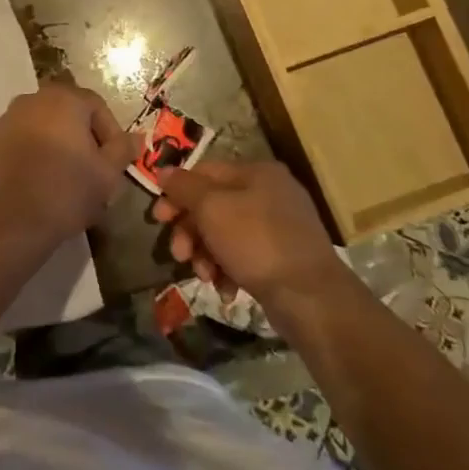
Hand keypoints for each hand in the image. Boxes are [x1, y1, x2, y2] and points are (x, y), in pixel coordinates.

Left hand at [0, 83, 135, 240]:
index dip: (110, 133)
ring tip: (63, 179)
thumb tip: (137, 136)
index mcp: (63, 99)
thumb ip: (123, 149)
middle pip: (66, 114)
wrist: (11, 222)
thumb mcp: (108, 173)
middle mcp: (30, 100)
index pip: (96, 106)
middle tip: (91, 170)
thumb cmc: (67, 191)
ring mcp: (4, 121)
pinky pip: (17, 144)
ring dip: (54, 146)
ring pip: (40, 128)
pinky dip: (29, 156)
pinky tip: (36, 183)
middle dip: (81, 138)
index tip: (114, 162)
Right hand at [153, 160, 343, 305]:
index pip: (204, 172)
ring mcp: (279, 226)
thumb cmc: (257, 242)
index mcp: (256, 172)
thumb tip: (163, 171)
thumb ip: (184, 188)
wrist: (310, 298)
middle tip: (179, 255)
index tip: (158, 219)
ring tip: (204, 276)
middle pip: (213, 204)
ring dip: (206, 253)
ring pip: (225, 232)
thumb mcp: (212, 208)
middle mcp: (270, 192)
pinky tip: (225, 288)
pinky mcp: (283, 257)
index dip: (176, 193)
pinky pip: (244, 255)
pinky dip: (228, 269)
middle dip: (190, 231)